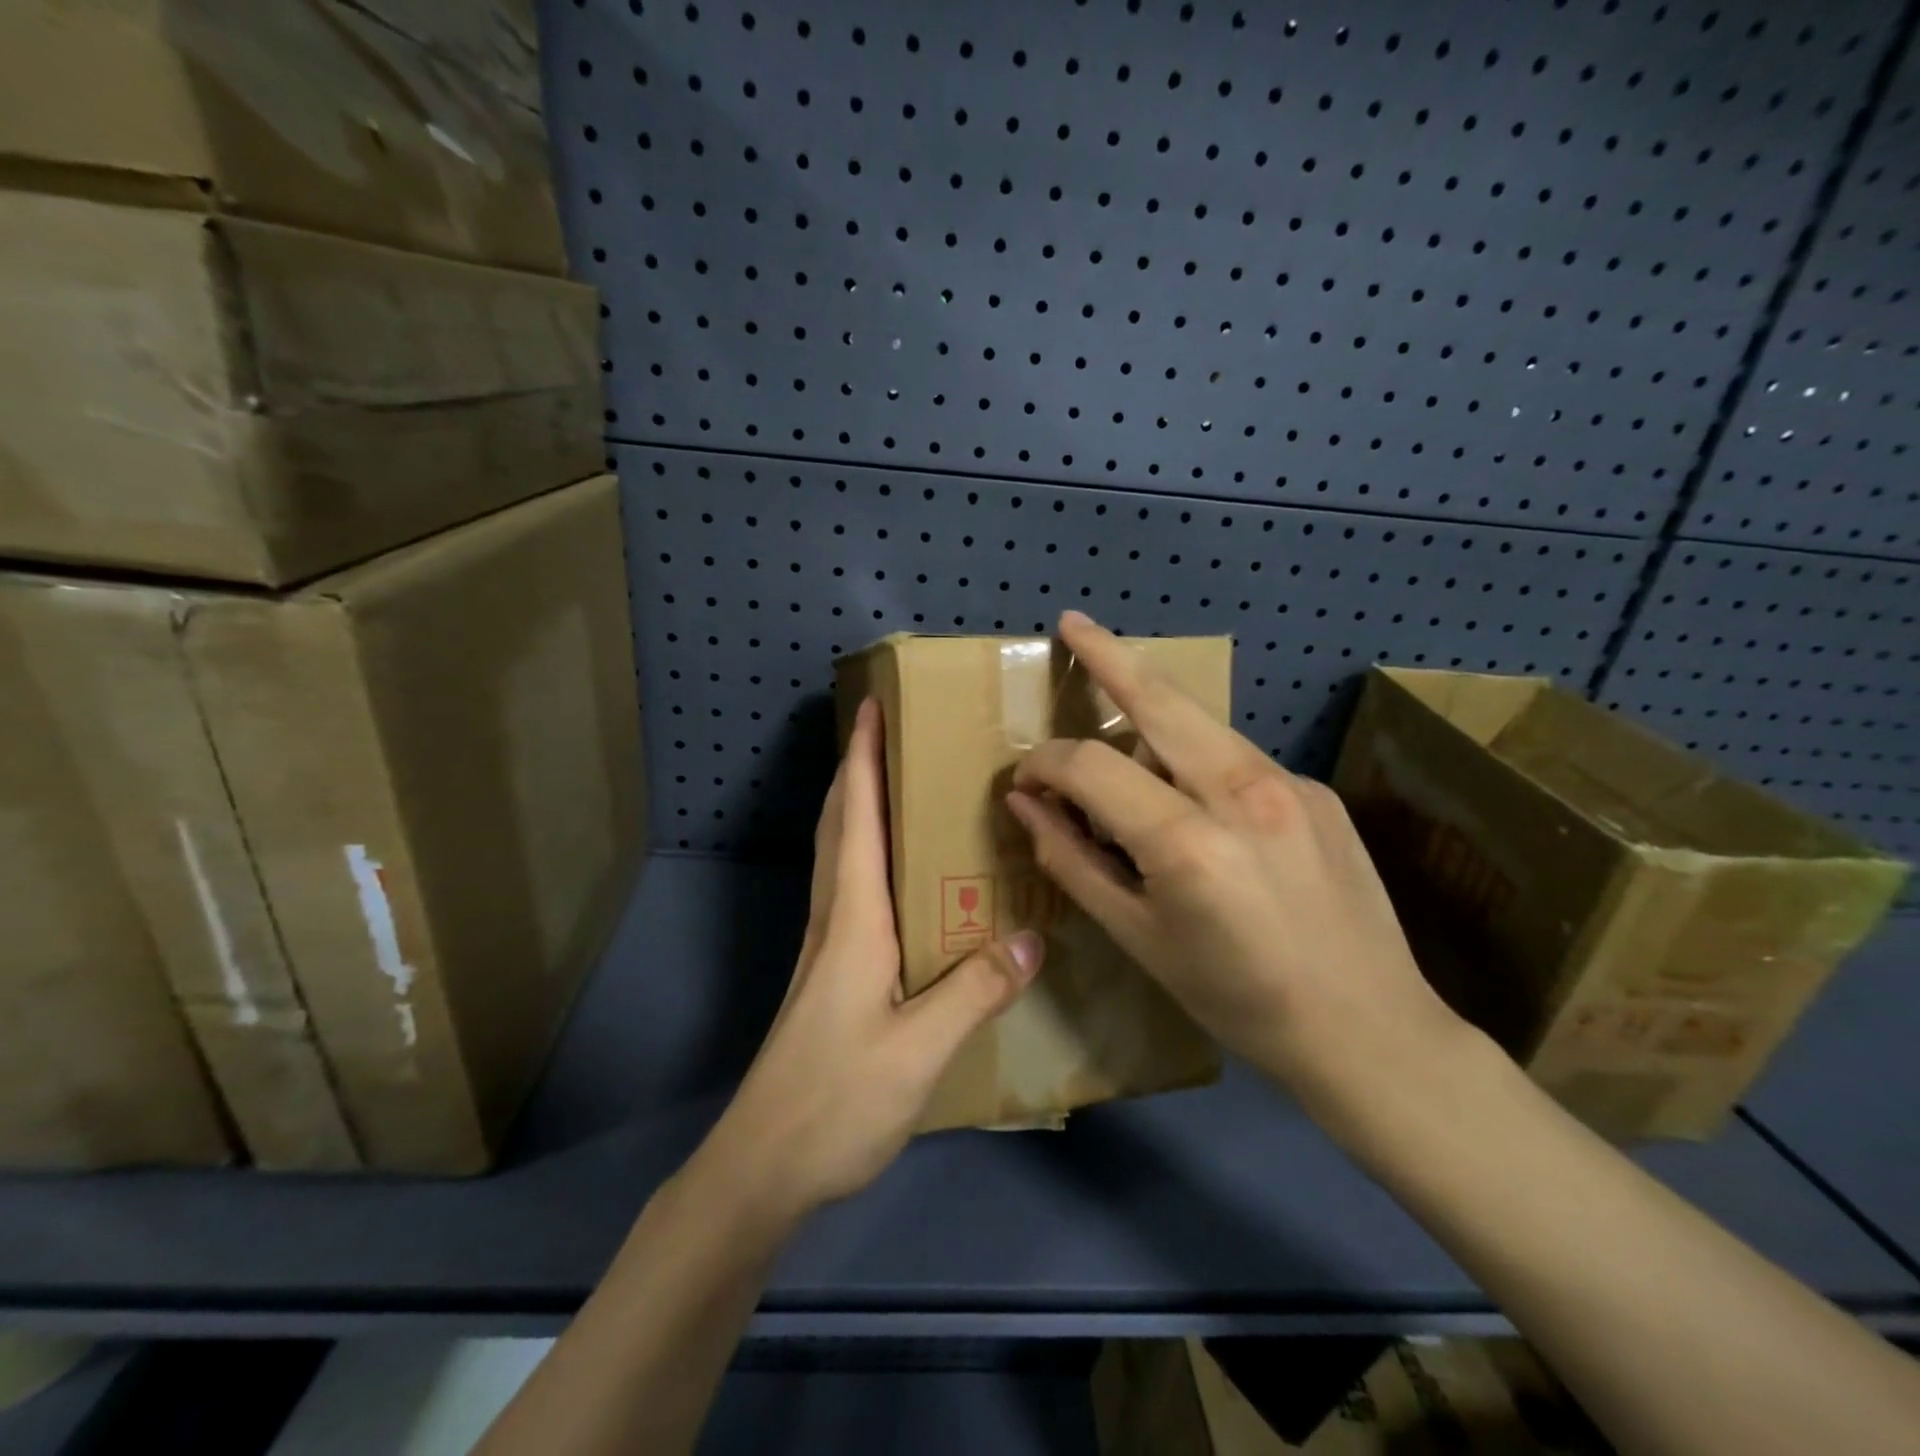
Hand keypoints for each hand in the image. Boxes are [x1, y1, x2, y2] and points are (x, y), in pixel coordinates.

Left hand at [699, 699, 1044, 1222]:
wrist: (765, 1165)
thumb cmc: (835, 1100)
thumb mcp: (919, 1049)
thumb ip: (976, 990)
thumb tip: (1034, 936)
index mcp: (852, 918)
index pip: (856, 816)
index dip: (862, 756)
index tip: (872, 705)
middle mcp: (834, 918)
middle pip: (842, 823)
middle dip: (859, 767)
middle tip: (894, 730)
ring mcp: (827, 946)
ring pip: (842, 854)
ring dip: (861, 806)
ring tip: (904, 782)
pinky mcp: (832, 973)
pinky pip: (852, 889)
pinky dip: (870, 854)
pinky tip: (906, 875)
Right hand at [1005, 612, 1470, 1127]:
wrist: (1366, 1028)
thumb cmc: (1236, 998)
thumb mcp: (1138, 940)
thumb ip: (1073, 861)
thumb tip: (1025, 805)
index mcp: (1188, 843)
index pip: (1091, 766)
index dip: (1045, 764)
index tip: (1024, 779)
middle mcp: (1242, 792)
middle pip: (1159, 700)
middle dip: (1108, 656)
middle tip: (1072, 622)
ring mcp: (1289, 782)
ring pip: (1199, 721)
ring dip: (1150, 711)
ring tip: (1120, 732)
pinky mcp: (1316, 789)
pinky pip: (1235, 755)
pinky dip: (1195, 758)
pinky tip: (1192, 801)